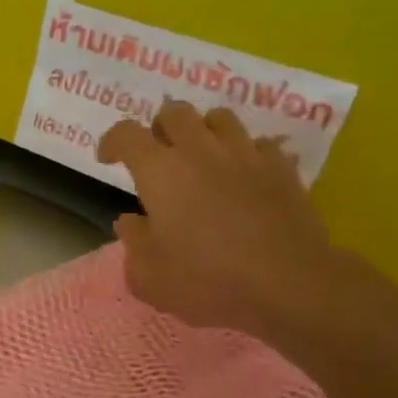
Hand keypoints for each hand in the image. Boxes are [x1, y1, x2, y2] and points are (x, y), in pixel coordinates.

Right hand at [97, 99, 349, 339]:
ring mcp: (245, 154)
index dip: (112, 141)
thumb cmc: (207, 281)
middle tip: (158, 156)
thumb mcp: (149, 276)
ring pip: (219, 118)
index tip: (108, 159)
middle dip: (159, 128)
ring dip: (203, 132)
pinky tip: (243, 176)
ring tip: (201, 158)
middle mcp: (200, 150)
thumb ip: (133, 242)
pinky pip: (258, 144)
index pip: (126, 134)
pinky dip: (245, 153)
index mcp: (160, 172)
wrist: (289, 285)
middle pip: (174, 112)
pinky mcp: (282, 168)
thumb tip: (131, 221)